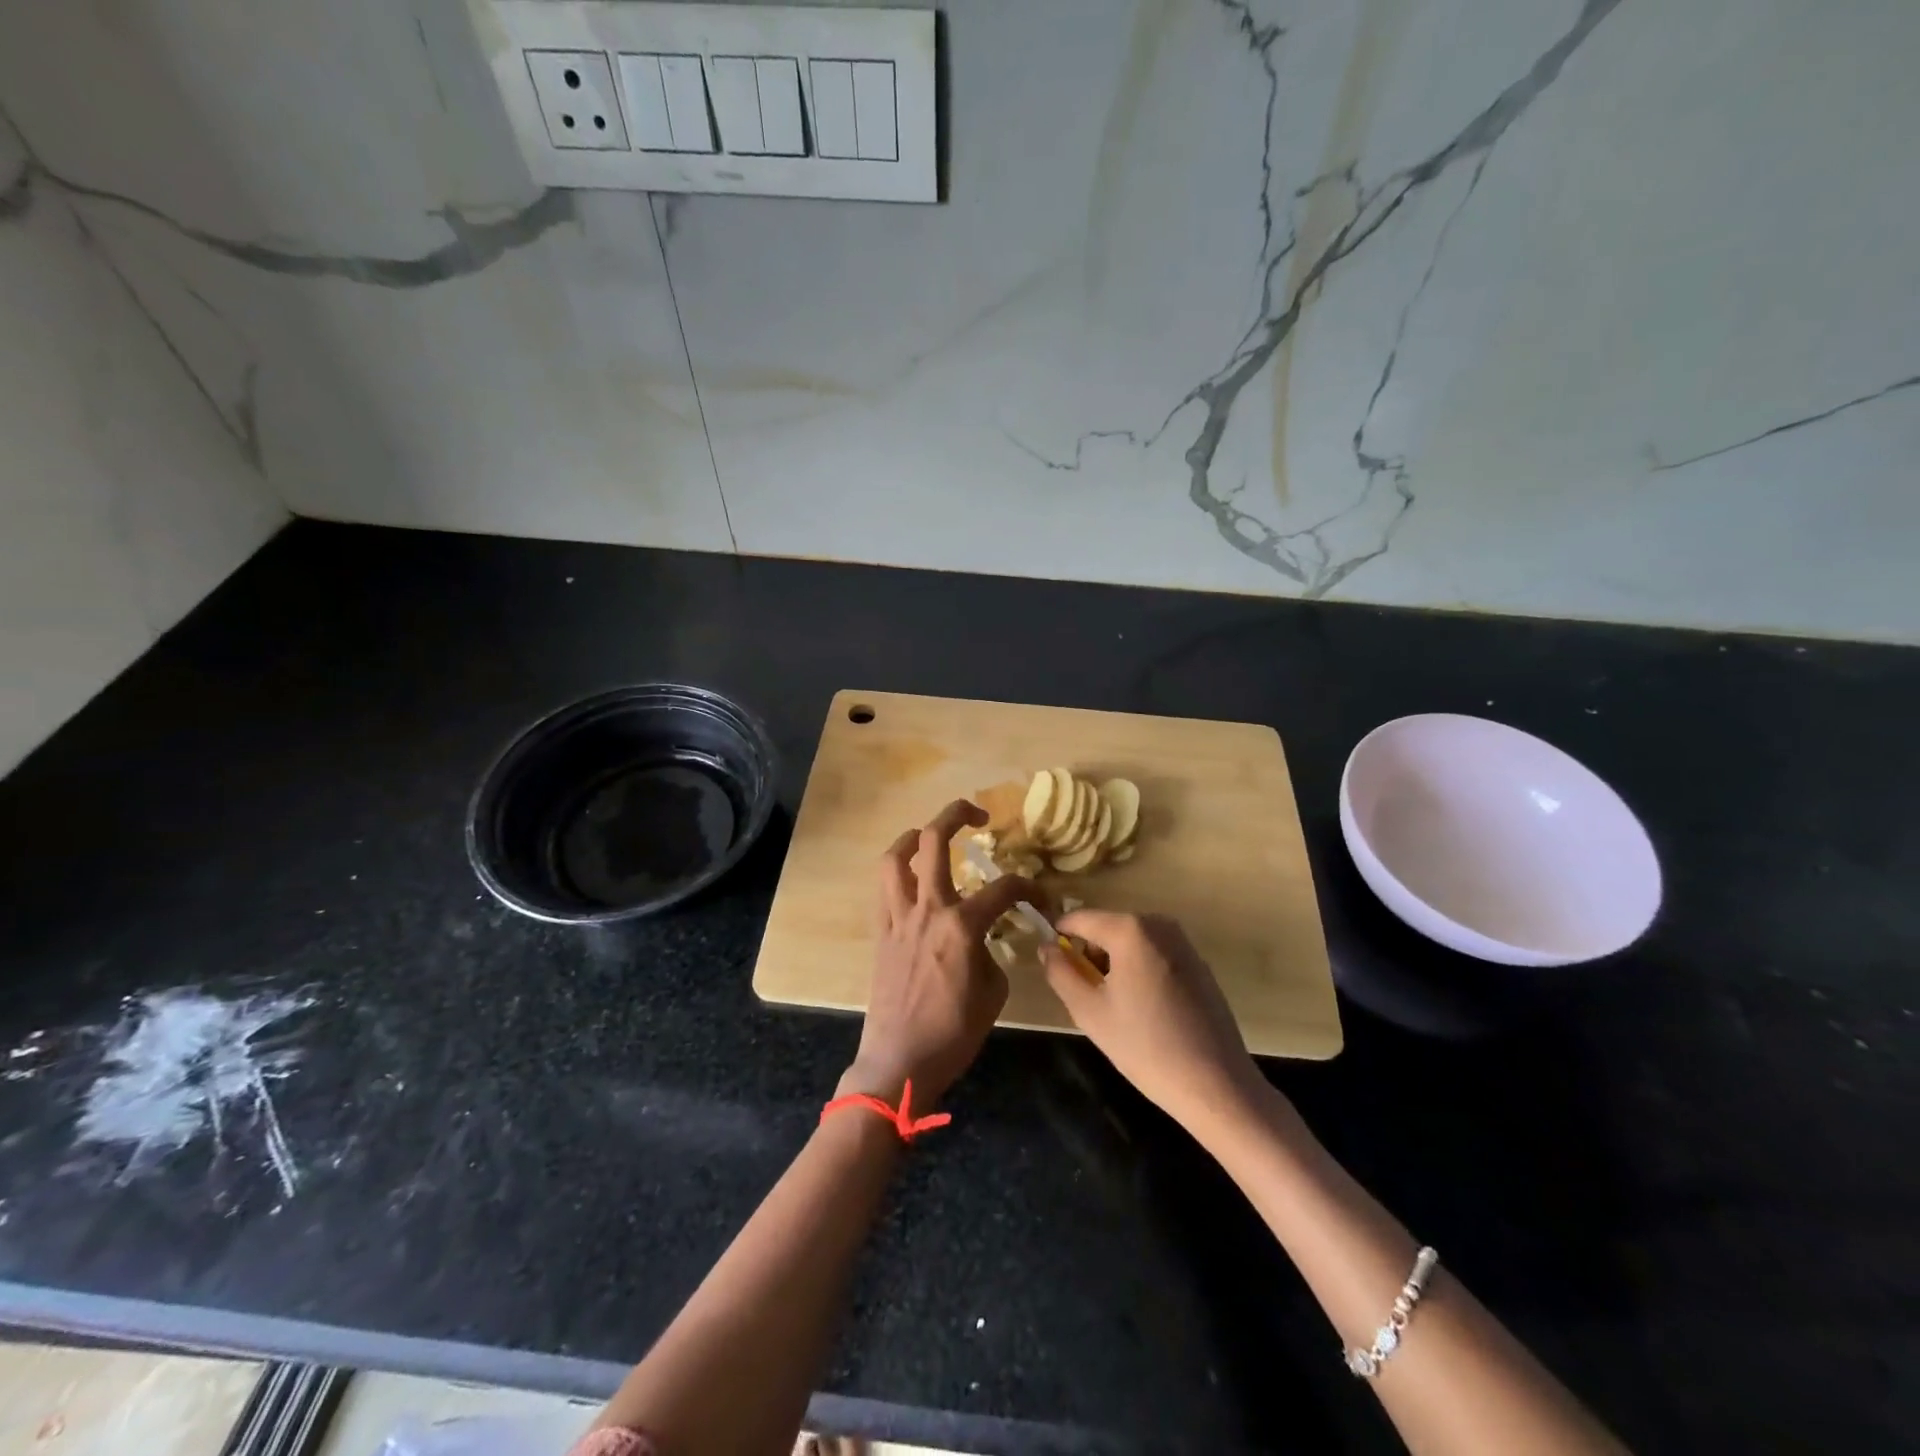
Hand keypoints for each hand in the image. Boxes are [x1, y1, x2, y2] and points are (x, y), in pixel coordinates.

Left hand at [841, 799, 1036, 1108]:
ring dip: (913, 837)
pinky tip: (911, 880)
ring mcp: (899, 918)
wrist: (900, 1060)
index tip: (1042, 898)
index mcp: (962, 925)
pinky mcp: (881, 932)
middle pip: (934, 841)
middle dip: (956, 814)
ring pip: (896, 857)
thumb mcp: (994, 993)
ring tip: (928, 835)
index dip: (1030, 887)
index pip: (1005, 888)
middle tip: (977, 814)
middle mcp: (928, 909)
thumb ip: (992, 954)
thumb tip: (984, 941)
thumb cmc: (954, 1033)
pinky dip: (897, 874)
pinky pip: (884, 890)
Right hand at [1041, 910, 1263, 1134]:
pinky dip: (1140, 971)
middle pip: (1106, 928)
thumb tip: (1047, 947)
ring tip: (1118, 1008)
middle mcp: (1158, 924)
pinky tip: (1147, 1011)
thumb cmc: (1145, 1046)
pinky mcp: (1199, 963)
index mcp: (1130, 929)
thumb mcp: (1089, 1012)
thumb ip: (1060, 973)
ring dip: (1115, 964)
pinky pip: (1154, 954)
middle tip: (1089, 997)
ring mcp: (1183, 942)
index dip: (1059, 938)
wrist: (1216, 1085)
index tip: (1053, 966)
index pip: (1079, 918)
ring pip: (1131, 942)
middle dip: (1090, 954)